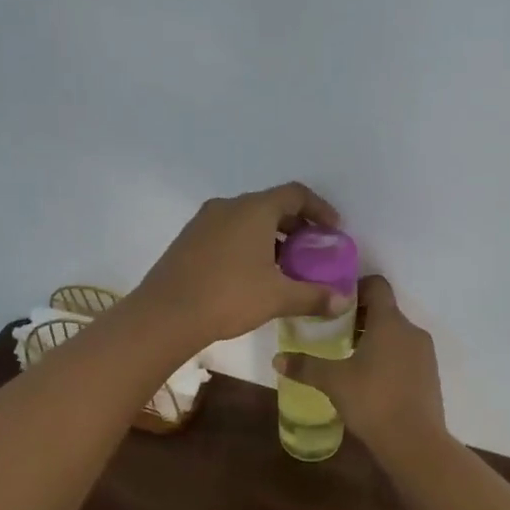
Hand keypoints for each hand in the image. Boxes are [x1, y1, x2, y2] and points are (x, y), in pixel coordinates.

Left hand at [130, 182, 346, 349]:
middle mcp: (228, 206)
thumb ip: (314, 296)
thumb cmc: (228, 297)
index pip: (295, 194)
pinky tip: (250, 274)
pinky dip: (246, 244)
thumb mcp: (277, 297)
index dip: (319, 209)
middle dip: (295, 226)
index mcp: (254, 209)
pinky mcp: (188, 240)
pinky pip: (227, 232)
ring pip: (246, 219)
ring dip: (270, 236)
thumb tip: (344, 301)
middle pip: (270, 205)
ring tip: (283, 266)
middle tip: (311, 252)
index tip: (333, 230)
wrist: (165, 314)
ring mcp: (203, 221)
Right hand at [273, 275, 446, 458]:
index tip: (334, 305)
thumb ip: (305, 366)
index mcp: (389, 322)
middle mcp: (411, 331)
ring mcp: (425, 354)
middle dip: (359, 318)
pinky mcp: (430, 375)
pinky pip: (405, 355)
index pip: (377, 285)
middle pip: (385, 311)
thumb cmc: (372, 400)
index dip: (355, 288)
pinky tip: (369, 381)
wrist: (415, 443)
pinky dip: (387, 358)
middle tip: (332, 334)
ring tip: (348, 359)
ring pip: (395, 334)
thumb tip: (277, 360)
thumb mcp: (333, 382)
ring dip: (373, 340)